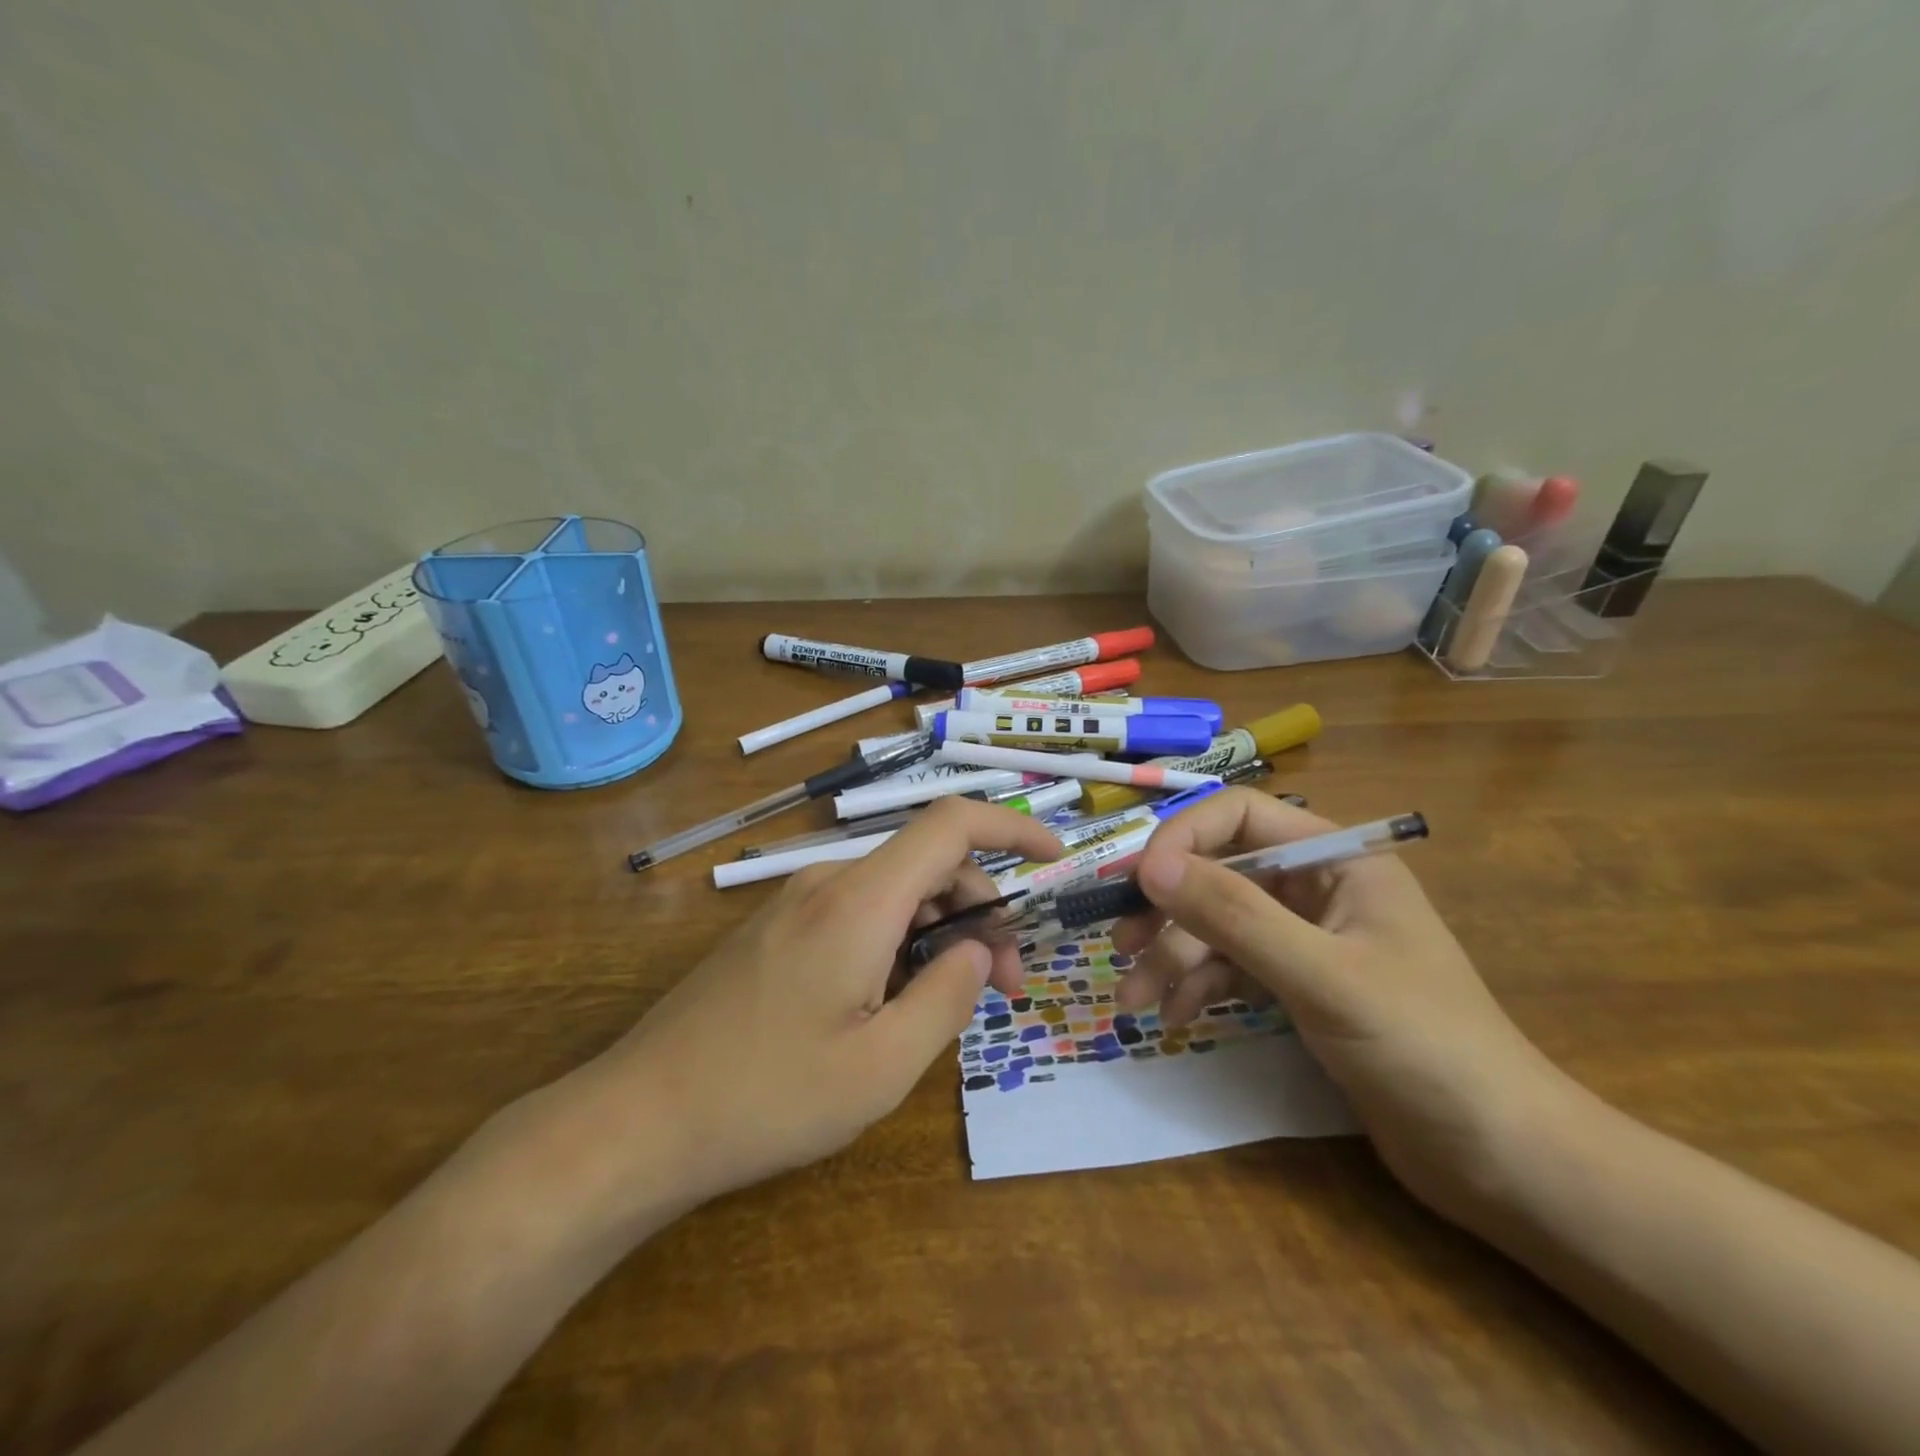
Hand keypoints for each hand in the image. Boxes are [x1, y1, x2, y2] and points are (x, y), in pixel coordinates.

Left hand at [593, 799, 1061, 1207]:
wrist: (638, 1119)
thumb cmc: (768, 1097)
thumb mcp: (883, 1066)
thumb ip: (947, 998)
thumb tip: (980, 952)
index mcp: (860, 901)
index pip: (951, 824)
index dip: (1012, 827)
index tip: (1055, 859)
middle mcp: (827, 884)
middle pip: (928, 866)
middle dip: (981, 914)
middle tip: (1005, 988)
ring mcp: (795, 905)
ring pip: (894, 895)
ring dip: (939, 935)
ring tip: (948, 1007)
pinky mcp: (776, 932)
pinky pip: (857, 915)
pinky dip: (897, 944)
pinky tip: (890, 1005)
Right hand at [1112, 790, 1568, 1223]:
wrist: (1504, 1161)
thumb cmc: (1424, 1048)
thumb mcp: (1321, 975)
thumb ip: (1233, 915)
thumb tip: (1148, 866)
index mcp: (1337, 859)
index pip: (1239, 815)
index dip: (1183, 839)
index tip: (1138, 884)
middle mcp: (1317, 887)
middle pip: (1220, 872)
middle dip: (1168, 909)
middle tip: (1120, 946)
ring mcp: (1308, 937)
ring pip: (1219, 924)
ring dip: (1173, 956)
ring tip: (1134, 999)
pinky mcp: (1301, 985)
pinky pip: (1232, 966)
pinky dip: (1199, 986)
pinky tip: (1174, 1016)